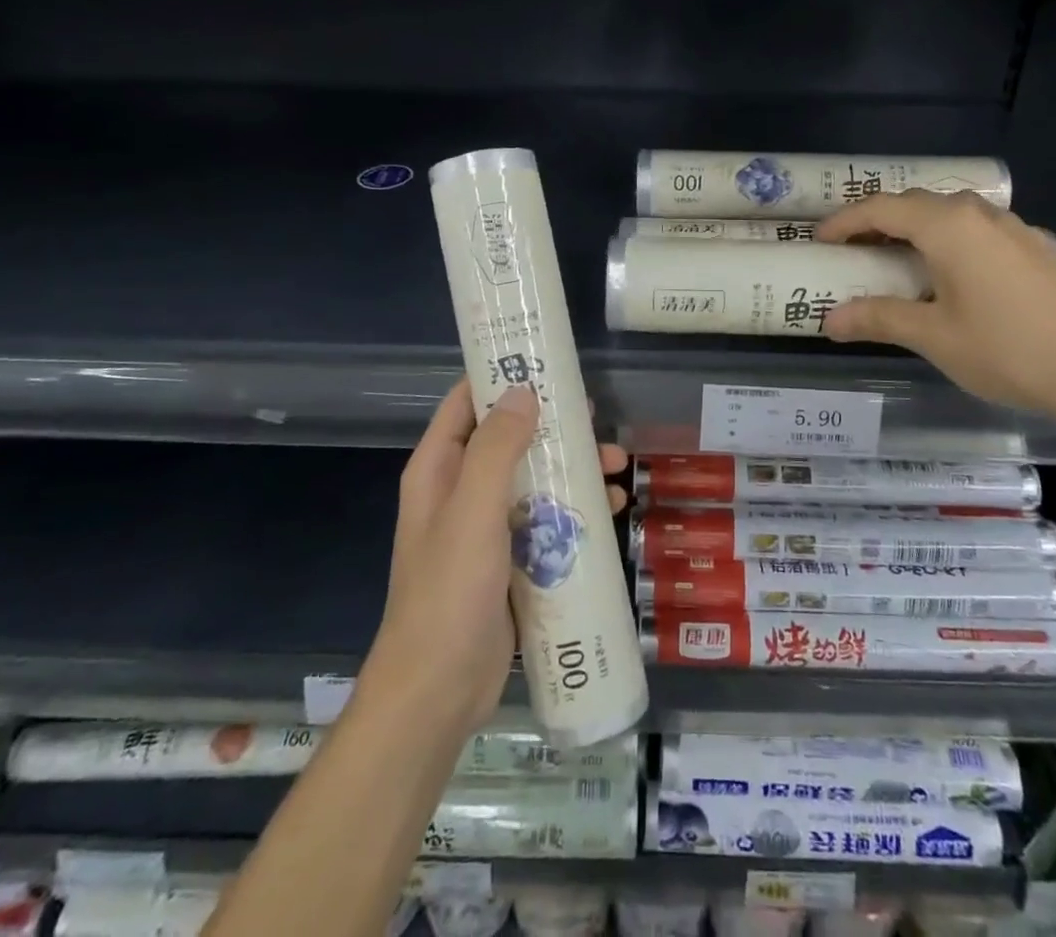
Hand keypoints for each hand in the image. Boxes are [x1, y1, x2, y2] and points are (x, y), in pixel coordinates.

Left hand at [359, 381, 627, 742]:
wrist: (437, 692)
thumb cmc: (449, 592)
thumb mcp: (473, 512)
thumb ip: (497, 449)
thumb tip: (524, 391)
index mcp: (439, 470)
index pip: (467, 403)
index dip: (502, 376)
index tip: (548, 362)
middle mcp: (459, 491)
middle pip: (509, 439)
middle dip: (554, 427)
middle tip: (597, 419)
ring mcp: (485, 528)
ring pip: (533, 479)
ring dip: (572, 469)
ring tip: (617, 469)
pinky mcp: (509, 561)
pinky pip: (545, 519)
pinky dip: (574, 509)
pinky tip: (610, 511)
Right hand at [815, 190, 1055, 427]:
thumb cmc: (1006, 350)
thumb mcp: (932, 336)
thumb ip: (878, 318)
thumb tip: (829, 320)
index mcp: (947, 226)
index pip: (881, 209)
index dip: (845, 221)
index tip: (819, 239)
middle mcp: (980, 215)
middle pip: (916, 204)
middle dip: (878, 221)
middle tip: (852, 249)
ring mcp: (1015, 228)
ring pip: (952, 213)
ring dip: (917, 227)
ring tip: (899, 256)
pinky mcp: (1037, 248)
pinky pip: (981, 229)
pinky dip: (953, 239)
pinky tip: (958, 270)